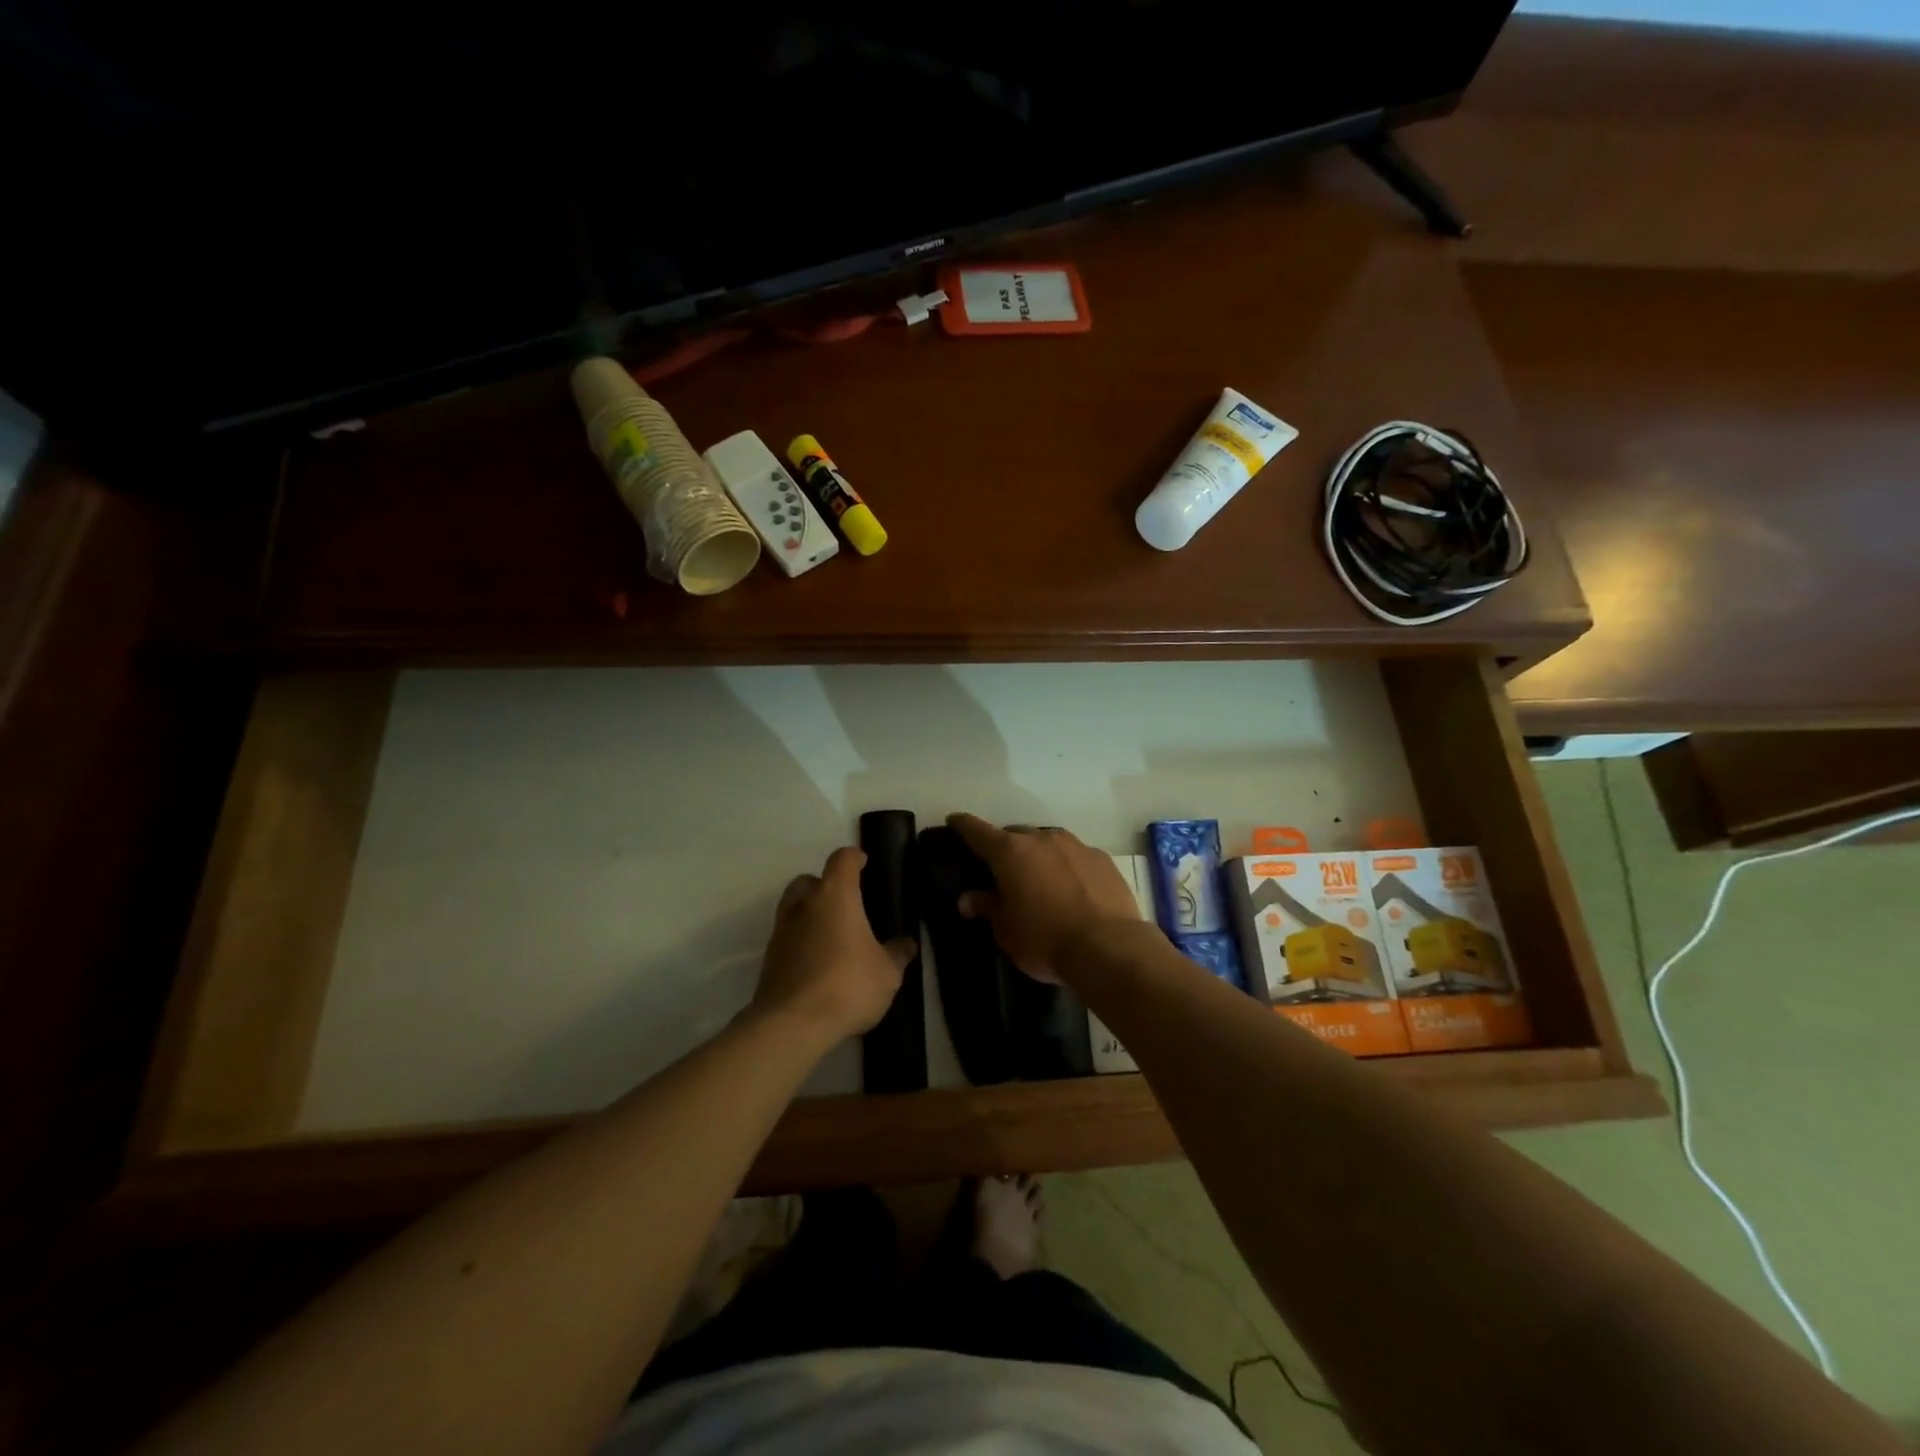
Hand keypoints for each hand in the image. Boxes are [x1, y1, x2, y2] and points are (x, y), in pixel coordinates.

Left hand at [752, 847, 915, 1043]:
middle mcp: (803, 905)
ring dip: (809, 915)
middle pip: (809, 880)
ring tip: (832, 937)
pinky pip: (787, 938)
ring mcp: (781, 932)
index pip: (842, 860)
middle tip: (845, 904)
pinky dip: (800, 942)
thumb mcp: (887, 973)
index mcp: (835, 896)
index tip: (863, 862)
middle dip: (824, 885)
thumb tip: (906, 943)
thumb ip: (897, 954)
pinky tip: (817, 963)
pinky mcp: (768, 959)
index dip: (854, 857)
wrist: (792, 1024)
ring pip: (793, 908)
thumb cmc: (848, 985)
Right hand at [947, 814, 1143, 983]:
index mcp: (1010, 853)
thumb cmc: (1045, 941)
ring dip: (1039, 855)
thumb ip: (988, 908)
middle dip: (1006, 847)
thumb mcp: (1007, 931)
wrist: (1108, 948)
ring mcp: (1076, 845)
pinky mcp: (1102, 859)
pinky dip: (1067, 866)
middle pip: (1015, 835)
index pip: (978, 831)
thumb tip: (968, 898)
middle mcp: (1042, 839)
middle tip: (1002, 869)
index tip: (954, 820)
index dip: (963, 825)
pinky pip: (1075, 856)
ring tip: (1039, 879)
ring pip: (1048, 842)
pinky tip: (1072, 888)